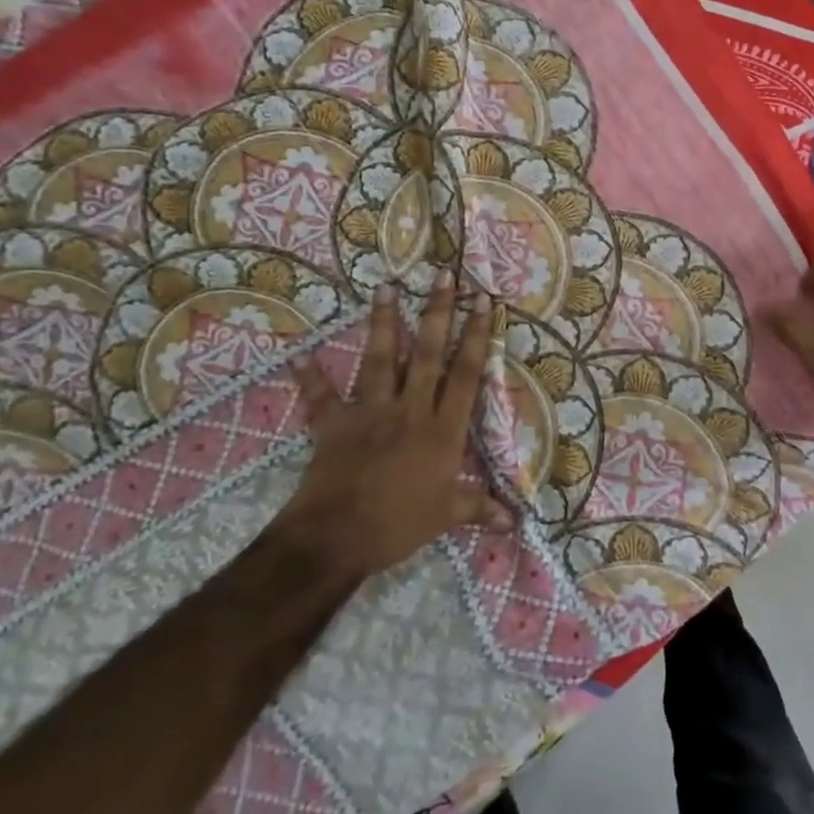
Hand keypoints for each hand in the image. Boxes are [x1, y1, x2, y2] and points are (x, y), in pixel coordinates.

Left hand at [285, 271, 499, 577]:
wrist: (335, 538)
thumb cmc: (399, 524)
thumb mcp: (447, 516)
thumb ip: (479, 508)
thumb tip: (513, 522)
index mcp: (443, 429)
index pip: (465, 373)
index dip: (475, 335)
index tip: (482, 301)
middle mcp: (410, 410)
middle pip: (427, 354)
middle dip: (437, 312)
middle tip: (442, 276)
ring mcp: (370, 413)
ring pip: (380, 360)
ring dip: (383, 323)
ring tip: (385, 288)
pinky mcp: (334, 425)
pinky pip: (321, 398)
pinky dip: (310, 377)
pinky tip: (299, 355)